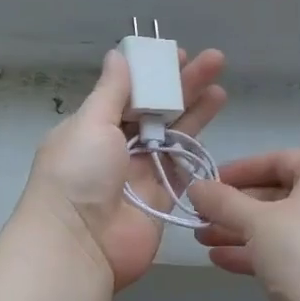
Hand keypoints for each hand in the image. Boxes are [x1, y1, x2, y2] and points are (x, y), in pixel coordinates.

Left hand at [19, 47, 225, 290]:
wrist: (80, 245)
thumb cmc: (78, 175)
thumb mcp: (90, 123)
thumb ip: (111, 91)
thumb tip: (117, 54)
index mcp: (93, 126)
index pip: (128, 92)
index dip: (153, 73)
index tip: (177, 54)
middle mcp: (117, 147)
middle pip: (155, 110)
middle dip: (183, 85)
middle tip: (214, 60)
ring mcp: (141, 173)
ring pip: (173, 135)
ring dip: (196, 111)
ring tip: (221, 87)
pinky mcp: (162, 197)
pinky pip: (183, 167)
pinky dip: (198, 147)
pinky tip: (214, 133)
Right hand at [188, 150, 299, 300]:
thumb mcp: (255, 220)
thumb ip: (222, 201)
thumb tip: (194, 186)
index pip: (278, 160)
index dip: (240, 169)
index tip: (208, 182)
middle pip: (275, 194)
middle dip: (233, 206)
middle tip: (199, 213)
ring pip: (275, 226)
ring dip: (237, 230)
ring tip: (200, 237)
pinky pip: (282, 251)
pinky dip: (252, 252)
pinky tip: (218, 258)